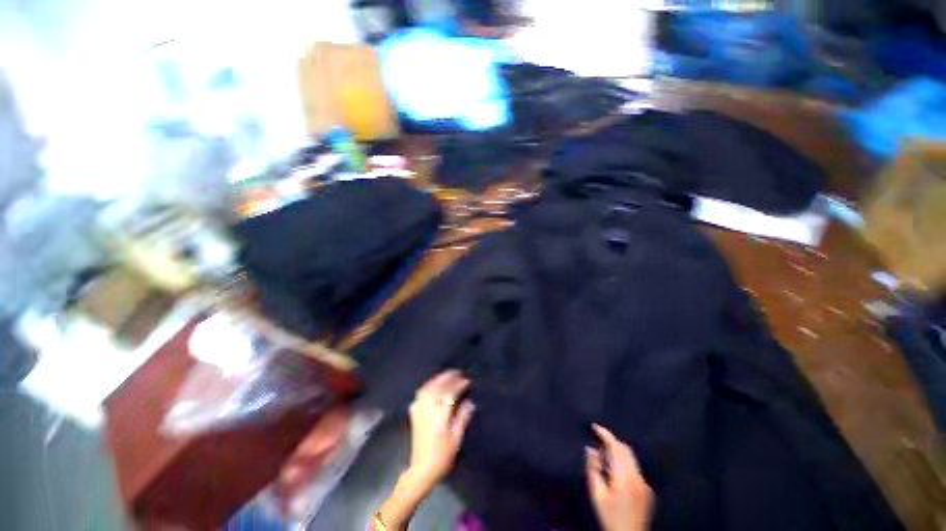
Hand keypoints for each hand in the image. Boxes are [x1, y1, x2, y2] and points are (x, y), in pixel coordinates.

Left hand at [406, 370, 475, 488]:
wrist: (422, 469)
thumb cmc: (442, 456)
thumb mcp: (456, 438)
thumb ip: (462, 418)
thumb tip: (470, 402)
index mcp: (440, 415)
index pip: (450, 393)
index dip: (459, 385)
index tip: (467, 381)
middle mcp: (428, 409)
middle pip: (438, 387)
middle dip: (448, 377)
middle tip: (457, 372)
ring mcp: (420, 410)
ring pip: (428, 388)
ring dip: (437, 379)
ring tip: (446, 376)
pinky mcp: (414, 413)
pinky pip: (420, 394)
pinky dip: (428, 386)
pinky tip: (432, 386)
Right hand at [586, 424, 653, 530]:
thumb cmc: (609, 517)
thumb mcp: (596, 494)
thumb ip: (593, 468)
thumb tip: (591, 448)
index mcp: (625, 477)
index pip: (616, 447)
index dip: (605, 434)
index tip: (593, 426)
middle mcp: (638, 477)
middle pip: (625, 450)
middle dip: (610, 442)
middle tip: (596, 447)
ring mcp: (645, 484)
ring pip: (630, 458)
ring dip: (616, 453)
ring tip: (603, 462)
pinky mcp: (647, 490)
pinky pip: (634, 468)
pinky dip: (623, 463)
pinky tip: (614, 475)